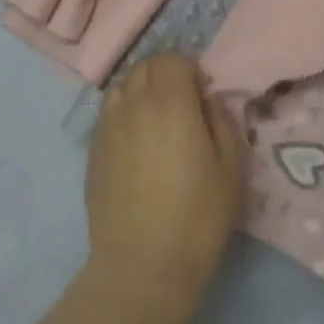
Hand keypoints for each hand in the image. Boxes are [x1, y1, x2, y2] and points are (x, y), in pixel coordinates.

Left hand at [85, 52, 245, 323]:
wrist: (142, 265)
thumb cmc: (197, 217)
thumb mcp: (231, 168)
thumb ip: (223, 121)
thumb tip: (208, 100)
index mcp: (169, 101)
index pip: (173, 59)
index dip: (190, 71)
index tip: (202, 97)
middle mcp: (133, 102)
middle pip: (145, 66)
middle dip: (166, 76)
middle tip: (183, 106)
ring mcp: (107, 124)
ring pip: (123, 86)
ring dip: (141, 91)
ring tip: (157, 122)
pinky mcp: (92, 148)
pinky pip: (108, 113)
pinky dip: (124, 114)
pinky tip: (136, 144)